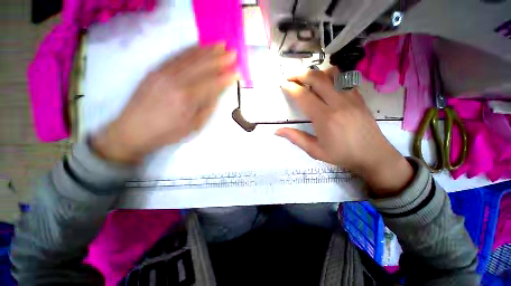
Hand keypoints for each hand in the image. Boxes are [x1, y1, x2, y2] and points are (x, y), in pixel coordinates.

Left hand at [92, 44, 237, 164]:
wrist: (134, 130)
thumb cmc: (168, 132)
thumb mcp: (194, 126)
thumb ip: (208, 107)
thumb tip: (217, 92)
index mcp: (188, 98)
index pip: (213, 83)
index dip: (226, 77)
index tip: (238, 72)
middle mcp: (177, 81)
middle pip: (203, 66)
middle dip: (220, 59)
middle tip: (233, 53)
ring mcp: (164, 73)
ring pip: (190, 57)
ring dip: (207, 50)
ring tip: (220, 44)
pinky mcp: (155, 70)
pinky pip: (176, 56)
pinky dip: (190, 50)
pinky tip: (199, 46)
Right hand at [276, 69, 412, 196]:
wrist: (373, 155)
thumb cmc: (341, 155)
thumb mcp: (314, 150)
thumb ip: (295, 138)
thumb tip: (277, 131)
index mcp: (324, 118)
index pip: (303, 96)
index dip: (291, 88)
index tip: (283, 84)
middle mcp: (338, 103)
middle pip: (317, 78)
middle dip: (300, 74)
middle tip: (290, 77)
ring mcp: (350, 98)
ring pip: (332, 74)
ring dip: (316, 73)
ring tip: (307, 79)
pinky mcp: (359, 97)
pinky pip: (344, 79)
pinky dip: (331, 76)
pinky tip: (326, 84)